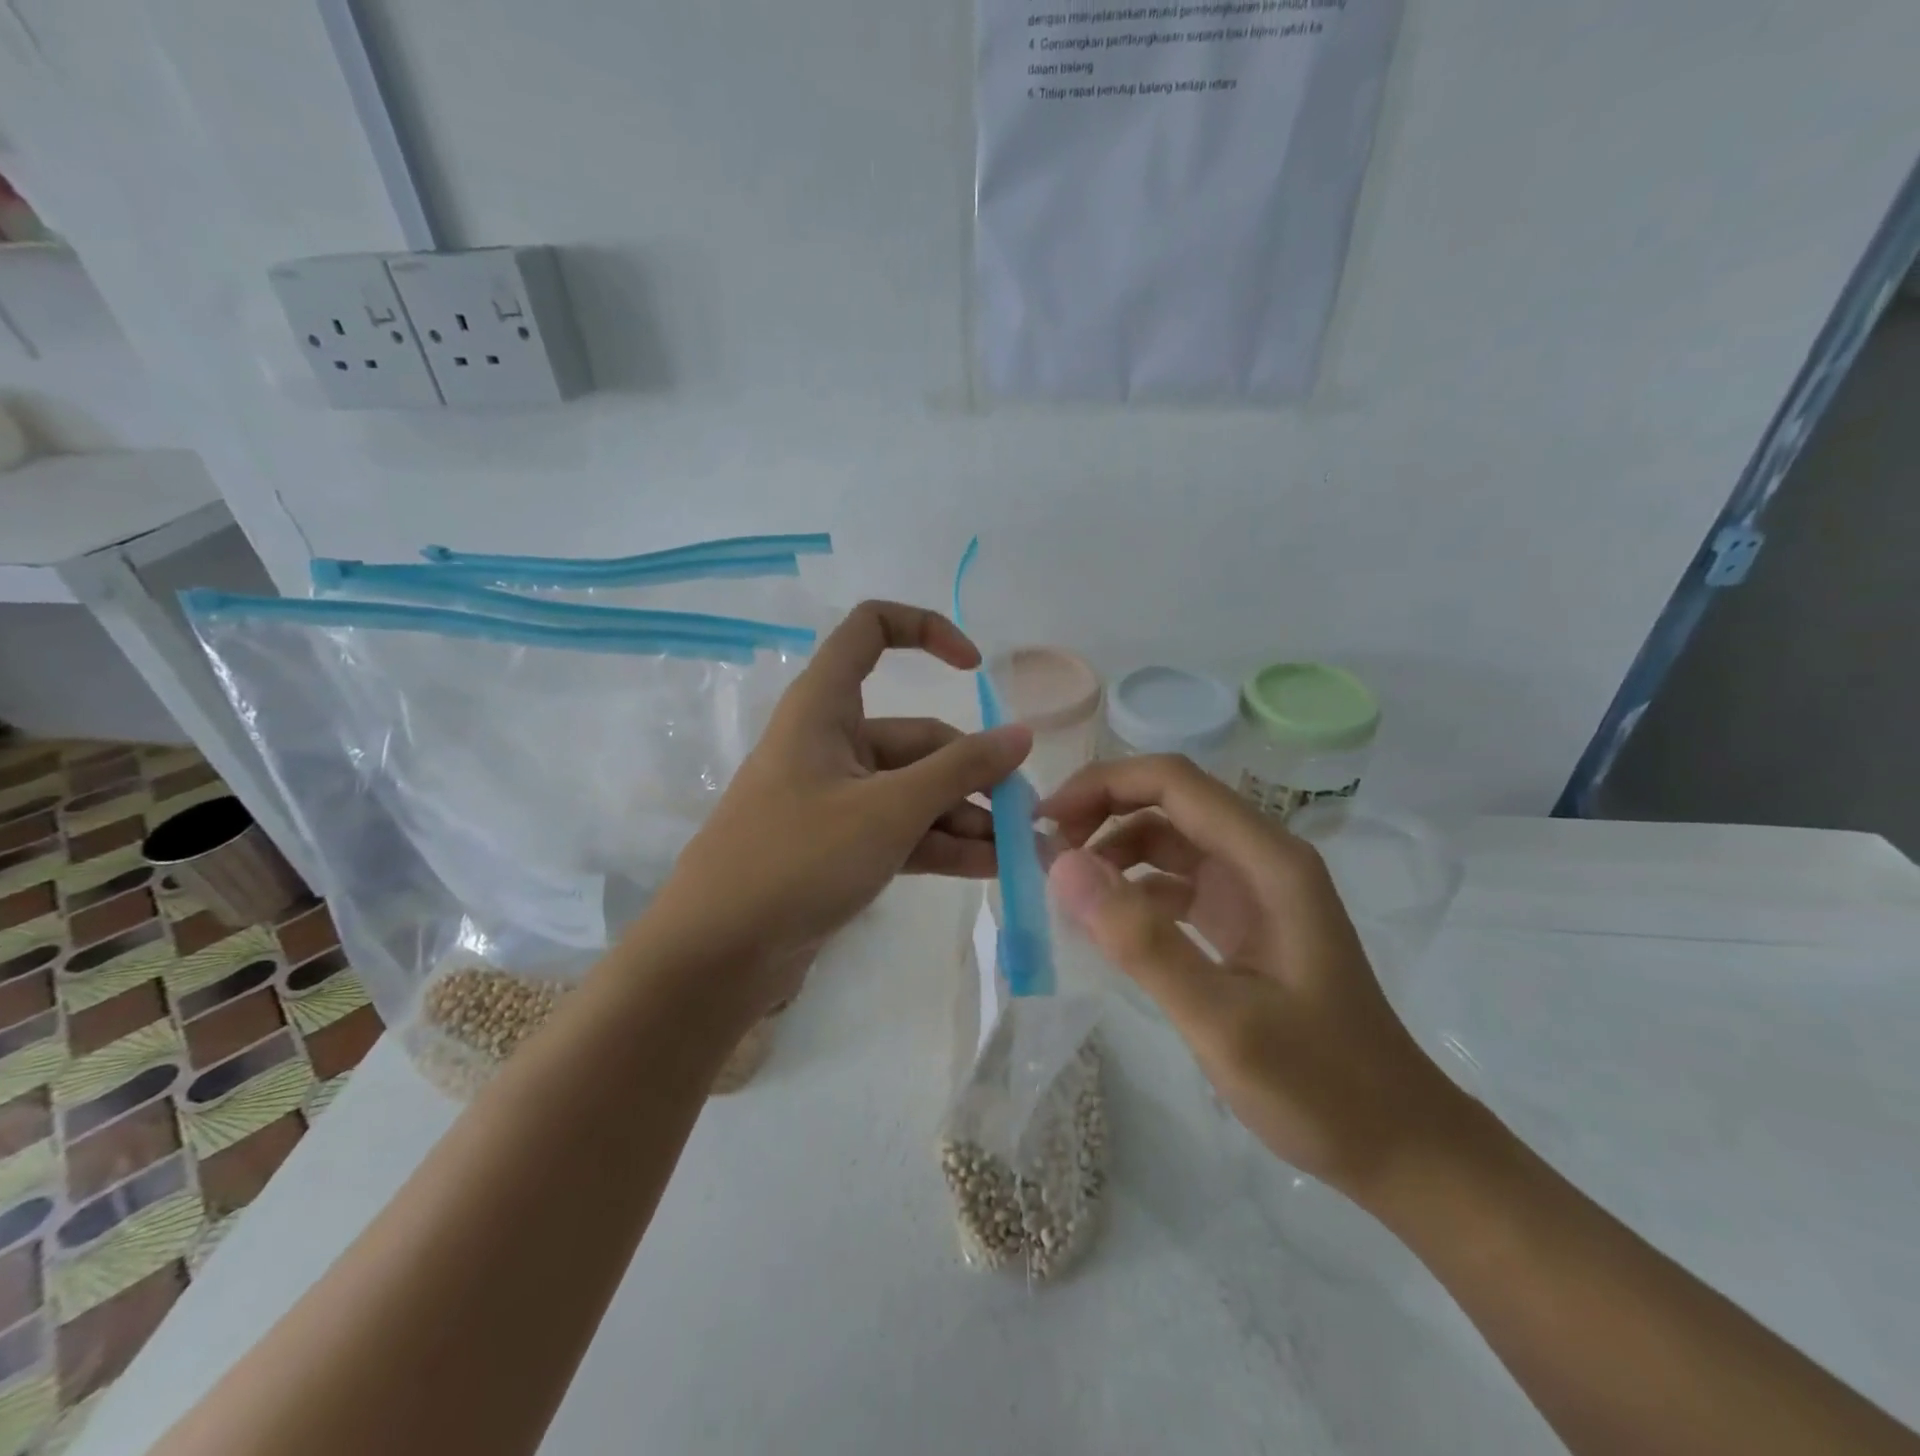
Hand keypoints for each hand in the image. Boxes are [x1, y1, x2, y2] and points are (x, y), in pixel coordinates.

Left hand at [648, 601, 1030, 1014]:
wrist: (716, 954)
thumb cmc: (797, 859)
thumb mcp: (888, 810)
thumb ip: (959, 771)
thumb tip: (1021, 735)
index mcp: (824, 707)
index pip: (872, 630)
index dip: (927, 631)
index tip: (976, 670)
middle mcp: (831, 742)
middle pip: (916, 736)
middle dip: (971, 771)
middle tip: (1021, 811)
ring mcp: (836, 798)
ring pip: (914, 790)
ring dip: (964, 815)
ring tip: (1016, 849)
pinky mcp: (840, 845)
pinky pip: (902, 830)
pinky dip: (941, 844)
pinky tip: (989, 867)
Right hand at [1041, 755, 1464, 1198]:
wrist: (1399, 1146)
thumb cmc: (1321, 1085)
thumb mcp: (1222, 1019)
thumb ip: (1142, 942)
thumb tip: (1062, 866)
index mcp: (1268, 861)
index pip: (1175, 783)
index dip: (1104, 784)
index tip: (1045, 821)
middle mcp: (1261, 859)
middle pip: (1169, 802)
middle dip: (1101, 812)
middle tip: (1043, 851)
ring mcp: (1253, 891)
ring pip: (1168, 841)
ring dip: (1113, 851)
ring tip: (1063, 887)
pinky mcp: (1242, 922)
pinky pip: (1175, 884)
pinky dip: (1133, 890)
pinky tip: (1103, 922)